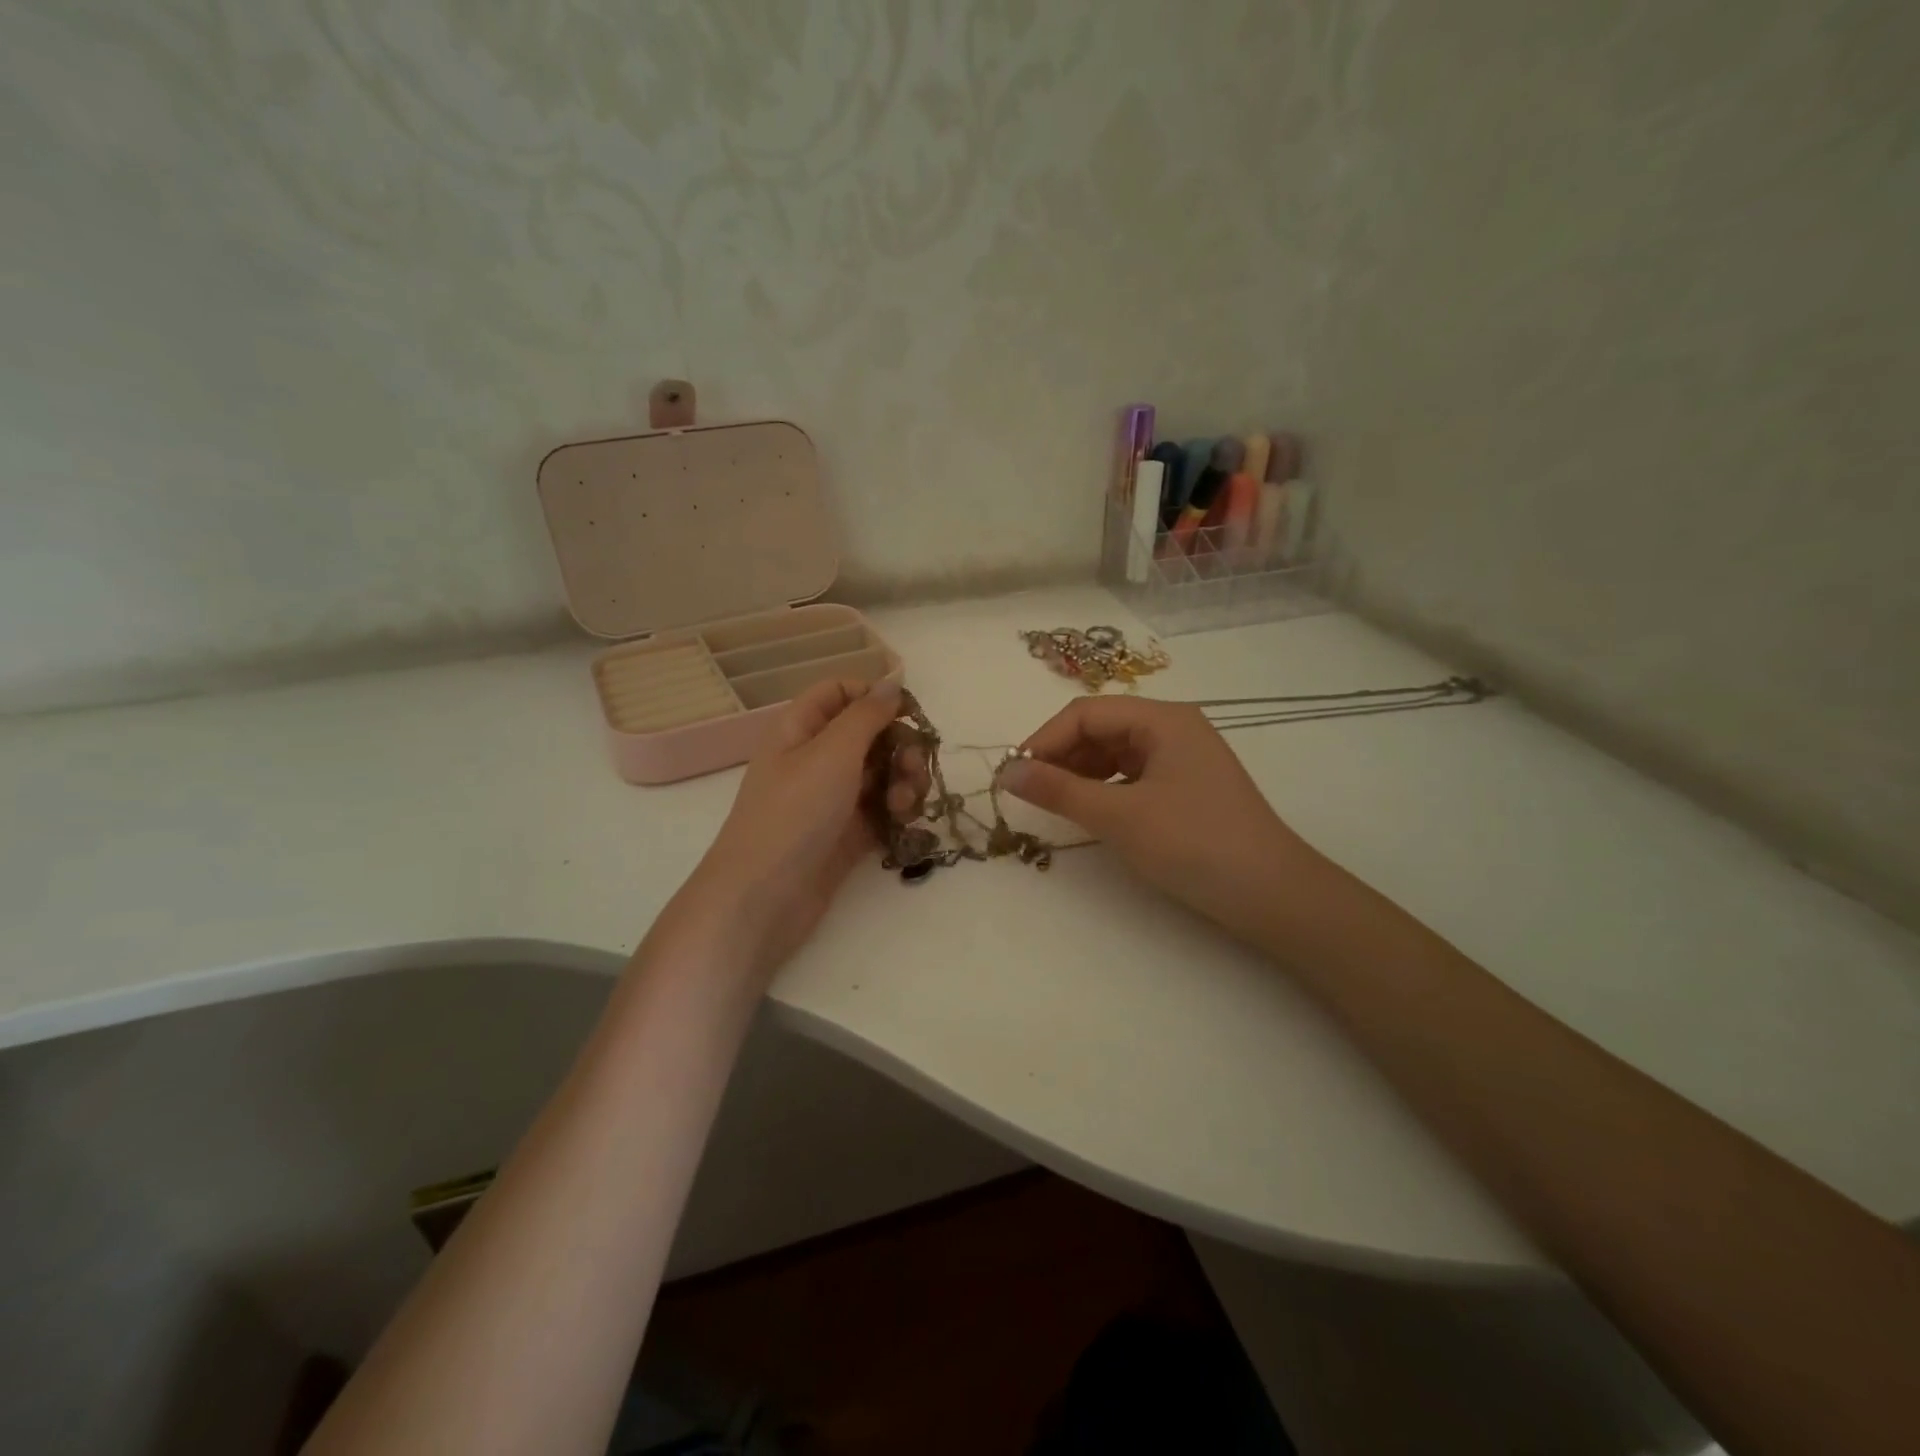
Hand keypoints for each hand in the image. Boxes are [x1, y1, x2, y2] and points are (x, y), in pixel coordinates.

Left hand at [675, 677, 921, 979]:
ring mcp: (831, 798)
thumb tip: (891, 680)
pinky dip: (898, 811)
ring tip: (906, 805)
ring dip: (903, 781)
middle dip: (899, 746)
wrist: (764, 897)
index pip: (839, 692)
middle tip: (915, 767)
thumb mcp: (832, 753)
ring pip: (881, 773)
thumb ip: (867, 714)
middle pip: (869, 735)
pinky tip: (904, 823)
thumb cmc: (794, 813)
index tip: (910, 712)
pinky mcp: (846, 834)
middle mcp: (815, 759)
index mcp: (800, 729)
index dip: (874, 695)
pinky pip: (881, 809)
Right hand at [1000, 697, 1316, 942]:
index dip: (1044, 740)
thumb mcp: (1119, 816)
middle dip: (1061, 756)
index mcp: (1163, 719)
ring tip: (1056, 804)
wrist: (1272, 895)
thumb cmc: (1194, 844)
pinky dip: (1105, 789)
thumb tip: (1005, 771)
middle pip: (1101, 729)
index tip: (1014, 777)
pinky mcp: (1187, 787)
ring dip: (1080, 773)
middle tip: (1031, 794)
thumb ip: (1058, 790)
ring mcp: (1183, 758)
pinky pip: (1133, 775)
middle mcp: (1174, 728)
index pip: (1086, 713)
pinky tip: (1092, 812)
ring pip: (1115, 753)